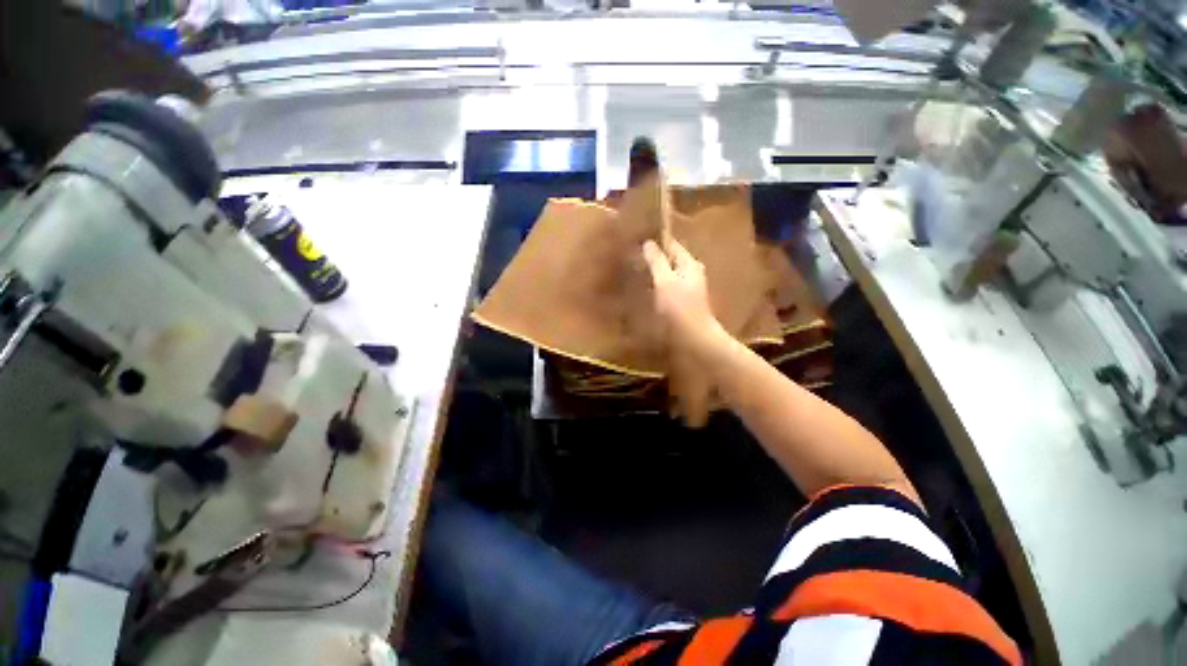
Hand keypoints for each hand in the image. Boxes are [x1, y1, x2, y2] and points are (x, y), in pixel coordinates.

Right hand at [641, 239, 724, 355]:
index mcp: (689, 263)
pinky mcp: (685, 301)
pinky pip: (669, 287)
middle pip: (671, 259)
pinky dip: (659, 285)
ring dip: (655, 272)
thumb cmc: (679, 307)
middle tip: (634, 258)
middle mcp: (692, 272)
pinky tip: (647, 290)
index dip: (656, 242)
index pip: (672, 244)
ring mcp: (689, 287)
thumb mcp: (665, 281)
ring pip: (669, 274)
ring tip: (637, 273)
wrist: (695, 338)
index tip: (637, 241)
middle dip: (654, 258)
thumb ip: (656, 261)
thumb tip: (648, 243)